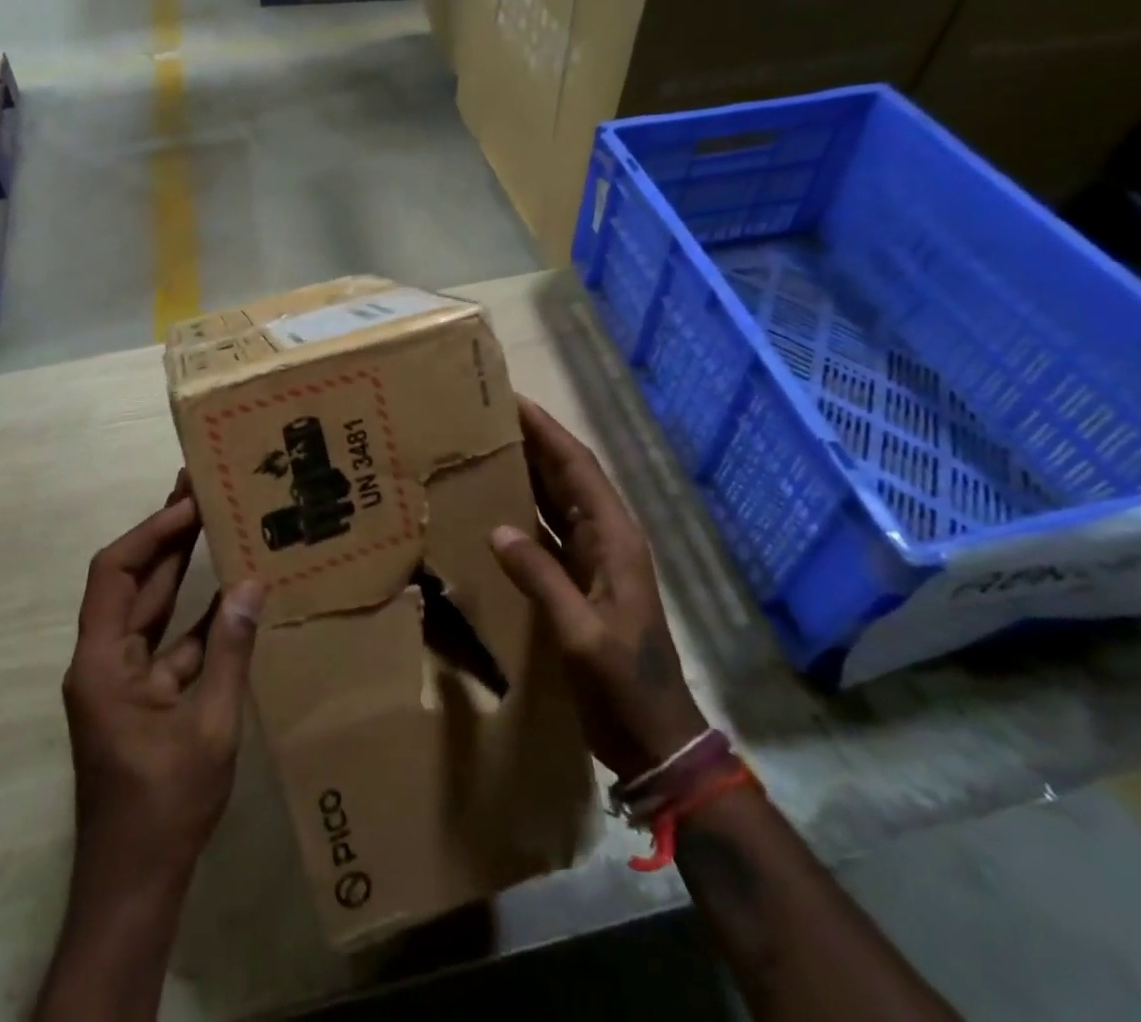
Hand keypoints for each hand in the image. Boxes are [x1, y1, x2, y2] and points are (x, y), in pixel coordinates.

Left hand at [39, 477, 264, 1020]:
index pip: (115, 573)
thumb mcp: (210, 726)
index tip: (190, 505)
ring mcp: (121, 677)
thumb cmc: (165, 805)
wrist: (135, 882)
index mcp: (102, 662)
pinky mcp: (141, 694)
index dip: (151, 532)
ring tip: (213, 521)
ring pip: (149, 606)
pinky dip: (193, 614)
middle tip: (201, 489)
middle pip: (130, 580)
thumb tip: (251, 584)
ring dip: (177, 567)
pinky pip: (167, 640)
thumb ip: (229, 651)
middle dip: (165, 534)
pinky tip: (228, 592)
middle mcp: (103, 659)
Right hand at [490, 397, 706, 781]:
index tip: (512, 400)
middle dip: (532, 442)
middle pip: (566, 475)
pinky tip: (494, 507)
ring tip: (485, 448)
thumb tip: (498, 530)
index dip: (547, 431)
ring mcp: (594, 559)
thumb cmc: (625, 685)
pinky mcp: (581, 580)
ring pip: (556, 500)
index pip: (578, 468)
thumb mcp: (582, 634)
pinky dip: (523, 512)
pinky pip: (548, 531)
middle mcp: (606, 538)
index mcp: (614, 539)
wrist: (655, 739)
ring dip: (526, 472)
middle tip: (487, 417)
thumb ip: (542, 580)